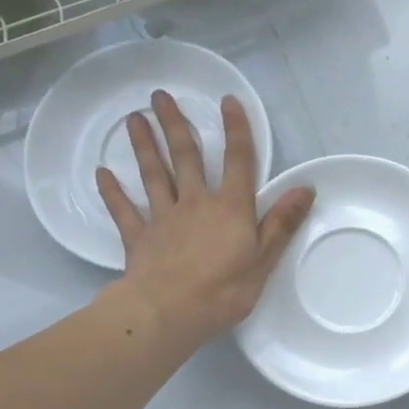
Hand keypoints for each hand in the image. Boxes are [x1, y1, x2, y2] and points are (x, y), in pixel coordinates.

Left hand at [97, 91, 313, 345]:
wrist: (168, 313)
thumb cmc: (223, 290)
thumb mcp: (264, 259)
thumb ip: (281, 222)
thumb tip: (305, 188)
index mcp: (230, 209)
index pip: (238, 162)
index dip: (236, 131)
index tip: (228, 101)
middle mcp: (196, 204)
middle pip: (186, 158)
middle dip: (175, 125)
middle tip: (160, 96)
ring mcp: (163, 219)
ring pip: (154, 176)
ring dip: (144, 146)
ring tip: (134, 119)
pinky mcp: (138, 238)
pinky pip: (124, 211)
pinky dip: (113, 192)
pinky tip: (102, 174)